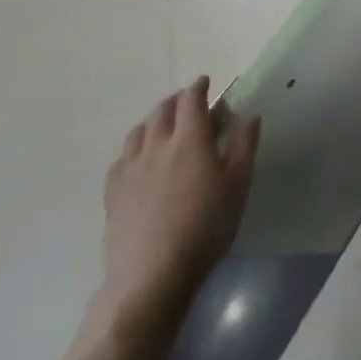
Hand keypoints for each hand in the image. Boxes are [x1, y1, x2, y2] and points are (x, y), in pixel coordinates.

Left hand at [94, 78, 259, 334]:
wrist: (152, 276)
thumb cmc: (205, 226)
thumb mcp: (238, 184)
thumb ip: (244, 144)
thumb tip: (248, 115)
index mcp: (190, 138)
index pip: (191, 100)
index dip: (199, 87)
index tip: (206, 82)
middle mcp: (157, 145)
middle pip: (162, 111)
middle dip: (175, 101)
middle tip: (187, 103)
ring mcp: (130, 170)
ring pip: (138, 132)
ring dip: (152, 121)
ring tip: (162, 127)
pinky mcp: (113, 195)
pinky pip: (121, 160)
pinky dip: (133, 149)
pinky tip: (138, 161)